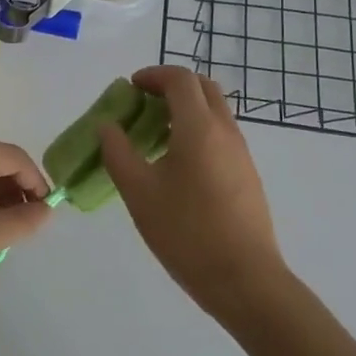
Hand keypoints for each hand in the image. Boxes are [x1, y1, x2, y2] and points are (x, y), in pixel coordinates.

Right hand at [98, 66, 287, 318]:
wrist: (245, 280)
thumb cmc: (187, 232)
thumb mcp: (139, 193)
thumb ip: (118, 153)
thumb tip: (108, 126)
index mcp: (199, 127)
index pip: (180, 79)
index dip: (153, 75)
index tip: (131, 88)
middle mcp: (225, 130)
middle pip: (203, 88)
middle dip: (172, 86)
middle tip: (144, 103)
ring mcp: (241, 153)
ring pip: (215, 111)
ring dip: (186, 109)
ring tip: (156, 135)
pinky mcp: (247, 175)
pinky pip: (221, 135)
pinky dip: (198, 130)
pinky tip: (178, 164)